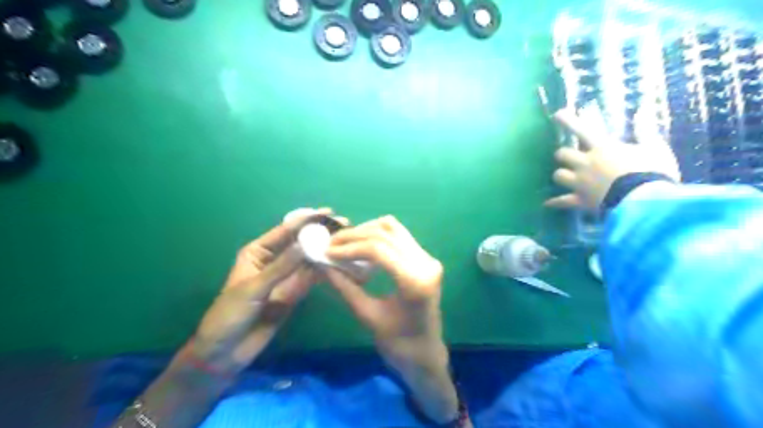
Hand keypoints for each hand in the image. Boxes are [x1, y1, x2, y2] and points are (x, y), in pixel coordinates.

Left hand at [186, 208, 332, 376]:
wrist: (225, 351)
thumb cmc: (230, 313)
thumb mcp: (254, 287)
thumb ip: (282, 267)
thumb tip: (307, 244)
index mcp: (258, 252)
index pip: (285, 231)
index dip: (307, 220)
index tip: (328, 212)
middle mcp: (274, 260)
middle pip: (301, 243)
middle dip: (321, 233)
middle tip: (345, 225)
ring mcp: (286, 277)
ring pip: (309, 259)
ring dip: (326, 250)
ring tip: (347, 241)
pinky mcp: (294, 293)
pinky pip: (311, 278)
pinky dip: (325, 270)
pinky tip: (339, 263)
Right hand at [323, 218, 458, 423]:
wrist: (425, 354)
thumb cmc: (398, 345)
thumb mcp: (367, 316)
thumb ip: (345, 287)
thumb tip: (323, 264)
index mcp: (414, 281)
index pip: (379, 249)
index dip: (349, 246)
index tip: (327, 251)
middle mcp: (426, 263)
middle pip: (386, 233)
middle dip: (354, 235)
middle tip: (331, 244)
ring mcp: (428, 258)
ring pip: (393, 228)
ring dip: (366, 231)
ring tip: (344, 243)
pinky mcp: (426, 258)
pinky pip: (399, 235)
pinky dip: (378, 235)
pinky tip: (362, 245)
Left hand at [545, 109, 681, 212]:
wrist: (645, 202)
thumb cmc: (653, 173)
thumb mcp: (656, 149)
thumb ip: (647, 135)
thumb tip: (643, 118)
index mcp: (602, 148)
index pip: (581, 130)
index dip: (568, 121)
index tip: (557, 115)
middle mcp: (586, 163)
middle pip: (561, 154)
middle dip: (563, 154)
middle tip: (568, 156)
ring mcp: (580, 183)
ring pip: (558, 175)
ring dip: (561, 175)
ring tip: (565, 177)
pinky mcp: (579, 200)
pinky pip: (562, 201)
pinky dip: (555, 203)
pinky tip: (547, 204)